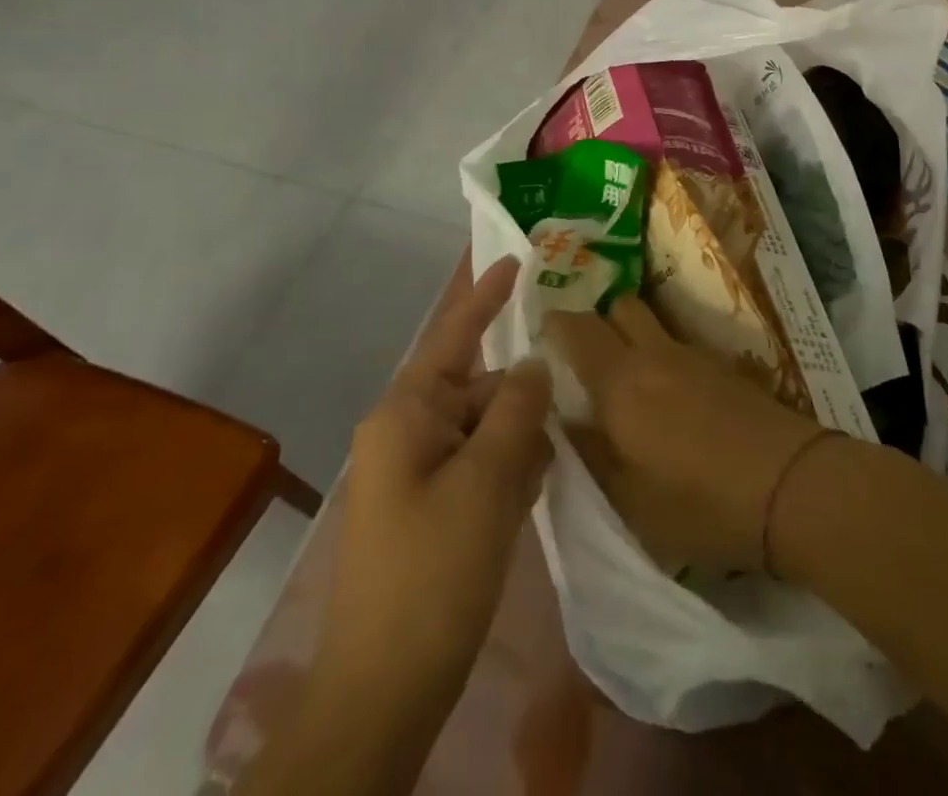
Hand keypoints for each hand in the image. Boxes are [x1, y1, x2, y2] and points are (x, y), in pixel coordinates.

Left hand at [323, 258, 552, 689]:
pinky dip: (507, 473)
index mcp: (407, 413)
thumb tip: (534, 364)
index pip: (454, 334)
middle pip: (480, 388)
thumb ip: (518, 409)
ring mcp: (416, 473)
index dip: (487, 295)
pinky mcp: (430, 508)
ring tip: (543, 474)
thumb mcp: (488, 480)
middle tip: (560, 423)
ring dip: (519, 444)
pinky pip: (479, 466)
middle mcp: (407, 432)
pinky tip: (528, 498)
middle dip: (521, 401)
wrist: (386, 689)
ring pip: (485, 429)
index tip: (517, 258)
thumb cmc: (434, 571)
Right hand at [542, 295, 822, 572]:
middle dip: (597, 321)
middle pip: (620, 307)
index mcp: (622, 380)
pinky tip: (666, 395)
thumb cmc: (699, 503)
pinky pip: (679, 344)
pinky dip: (662, 355)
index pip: (578, 328)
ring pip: (652, 323)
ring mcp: (695, 355)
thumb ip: (589, 452)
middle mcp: (656, 353)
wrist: (790, 486)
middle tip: (581, 357)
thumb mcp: (628, 498)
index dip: (554, 325)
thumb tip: (560, 420)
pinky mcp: (724, 368)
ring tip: (623, 378)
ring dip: (632, 335)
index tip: (539, 338)